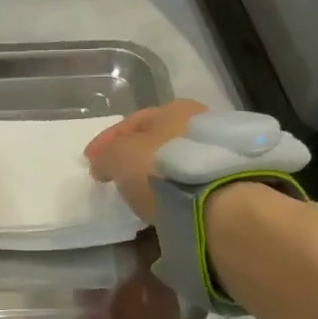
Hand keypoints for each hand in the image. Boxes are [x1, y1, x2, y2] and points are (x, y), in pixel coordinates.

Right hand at [83, 100, 208, 219]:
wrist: (217, 204)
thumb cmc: (162, 169)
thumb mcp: (118, 156)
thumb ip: (105, 156)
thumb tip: (102, 164)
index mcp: (176, 109)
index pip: (132, 122)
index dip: (106, 141)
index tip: (89, 162)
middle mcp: (201, 125)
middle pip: (157, 142)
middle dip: (134, 158)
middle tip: (115, 178)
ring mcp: (219, 156)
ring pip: (175, 166)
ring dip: (155, 179)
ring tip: (138, 198)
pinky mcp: (228, 186)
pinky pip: (188, 189)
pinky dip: (172, 197)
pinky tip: (162, 209)